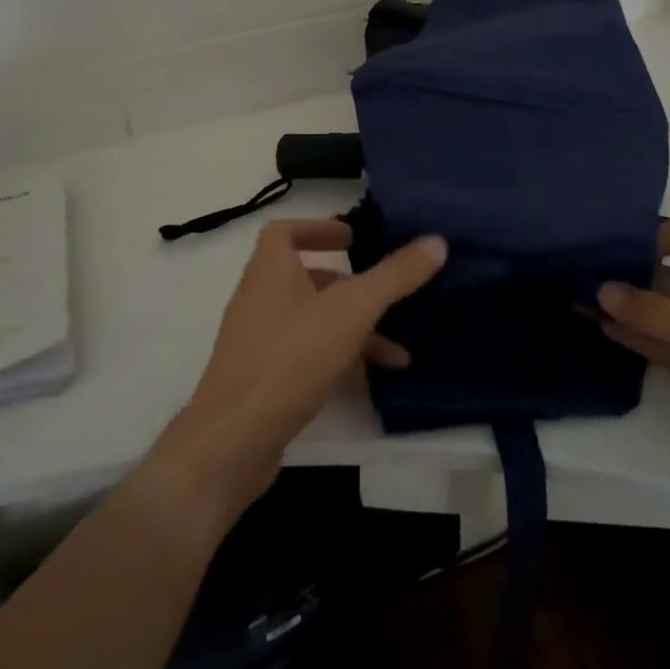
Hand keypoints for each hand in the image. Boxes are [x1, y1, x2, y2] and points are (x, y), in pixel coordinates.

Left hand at [156, 220, 446, 517]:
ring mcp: (257, 340)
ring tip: (397, 350)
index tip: (352, 238)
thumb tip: (436, 241)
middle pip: (305, 277)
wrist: (233, 440)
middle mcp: (259, 298)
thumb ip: (394, 276)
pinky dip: (337, 357)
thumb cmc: (290, 358)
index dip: (317, 228)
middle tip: (384, 291)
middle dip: (348, 284)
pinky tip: (371, 379)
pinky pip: (305, 353)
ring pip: (311, 319)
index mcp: (270, 270)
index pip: (284, 231)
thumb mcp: (352, 311)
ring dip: (352, 328)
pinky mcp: (261, 377)